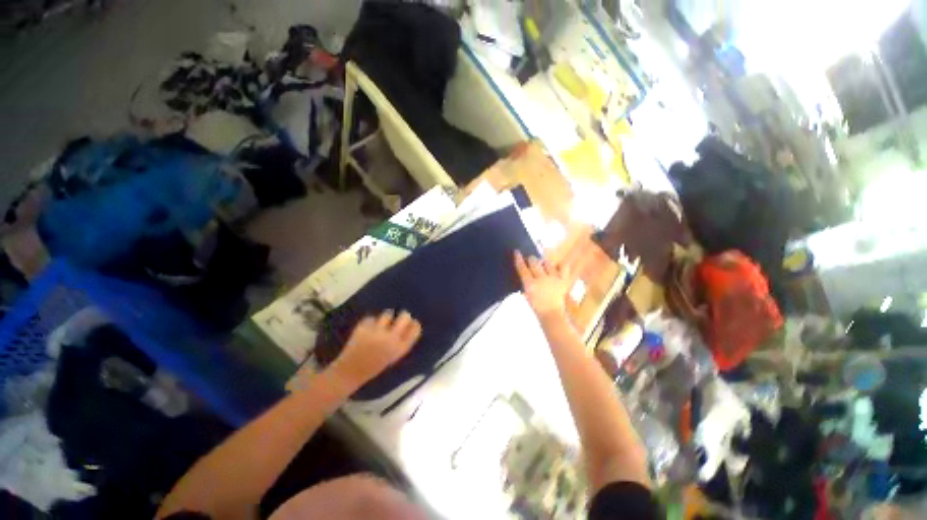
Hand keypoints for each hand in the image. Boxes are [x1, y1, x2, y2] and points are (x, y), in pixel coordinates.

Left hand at [330, 310, 421, 388]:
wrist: (350, 372)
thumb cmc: (374, 366)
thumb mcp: (394, 357)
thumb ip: (402, 341)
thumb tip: (411, 323)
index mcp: (400, 348)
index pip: (415, 328)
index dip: (413, 324)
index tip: (411, 323)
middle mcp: (391, 338)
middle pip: (405, 317)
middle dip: (403, 316)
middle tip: (398, 319)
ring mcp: (377, 332)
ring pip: (388, 314)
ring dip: (385, 319)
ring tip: (379, 326)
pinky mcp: (364, 328)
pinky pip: (371, 318)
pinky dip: (370, 323)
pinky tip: (367, 330)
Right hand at [514, 251, 576, 322]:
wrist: (551, 314)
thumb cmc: (536, 305)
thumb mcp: (526, 293)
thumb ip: (525, 282)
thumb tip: (525, 270)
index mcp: (530, 284)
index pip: (522, 268)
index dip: (518, 258)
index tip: (517, 252)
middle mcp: (541, 279)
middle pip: (534, 262)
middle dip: (531, 259)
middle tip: (531, 260)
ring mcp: (554, 279)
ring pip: (547, 263)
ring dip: (544, 262)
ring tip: (543, 265)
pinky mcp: (564, 280)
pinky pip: (563, 267)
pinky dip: (560, 265)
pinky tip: (556, 267)